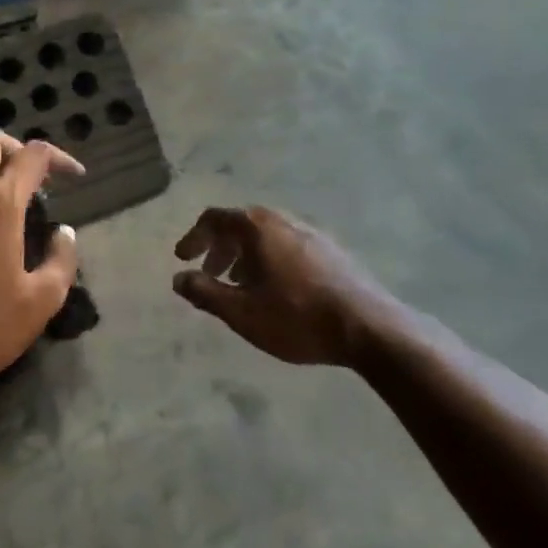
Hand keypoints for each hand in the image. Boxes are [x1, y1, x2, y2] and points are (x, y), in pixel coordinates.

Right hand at [173, 206, 383, 365]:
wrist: (370, 328)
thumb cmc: (297, 317)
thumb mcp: (242, 311)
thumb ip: (205, 293)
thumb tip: (178, 279)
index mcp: (257, 228)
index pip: (214, 218)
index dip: (194, 237)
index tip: (183, 258)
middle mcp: (282, 221)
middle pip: (240, 224)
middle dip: (219, 247)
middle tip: (210, 274)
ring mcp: (311, 233)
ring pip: (266, 236)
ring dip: (245, 255)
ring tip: (240, 285)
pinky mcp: (331, 251)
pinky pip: (287, 246)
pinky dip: (269, 260)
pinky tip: (276, 290)